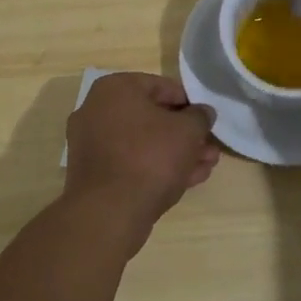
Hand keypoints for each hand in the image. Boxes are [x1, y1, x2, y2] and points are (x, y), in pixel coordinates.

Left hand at [62, 72, 218, 251]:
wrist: (109, 214)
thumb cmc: (149, 157)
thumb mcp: (187, 131)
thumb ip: (200, 117)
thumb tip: (203, 113)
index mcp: (115, 89)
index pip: (162, 87)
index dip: (190, 104)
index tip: (206, 121)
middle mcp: (97, 110)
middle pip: (152, 118)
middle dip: (184, 134)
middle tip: (209, 148)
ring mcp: (91, 144)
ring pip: (143, 143)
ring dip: (175, 153)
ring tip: (205, 166)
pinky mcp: (93, 175)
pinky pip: (130, 163)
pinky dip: (156, 168)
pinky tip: (186, 180)